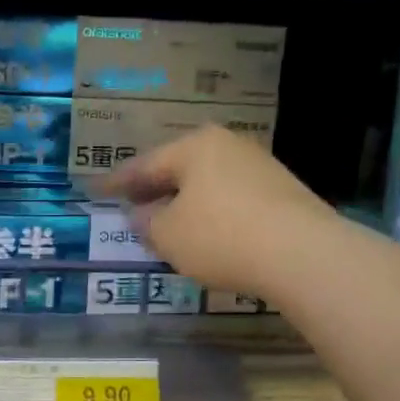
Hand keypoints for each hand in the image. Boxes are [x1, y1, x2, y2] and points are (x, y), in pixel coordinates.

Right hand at [99, 126, 337, 299]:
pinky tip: (207, 234)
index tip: (97, 190)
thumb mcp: (168, 235)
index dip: (118, 182)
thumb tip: (142, 213)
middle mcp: (228, 146)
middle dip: (155, 189)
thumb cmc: (220, 237)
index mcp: (195, 147)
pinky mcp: (283, 194)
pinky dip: (212, 214)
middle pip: (180, 169)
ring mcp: (260, 167)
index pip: (145, 164)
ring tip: (167, 224)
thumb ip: (146, 222)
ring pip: (208, 184)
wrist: (303, 254)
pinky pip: (232, 200)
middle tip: (132, 205)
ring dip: (185, 203)